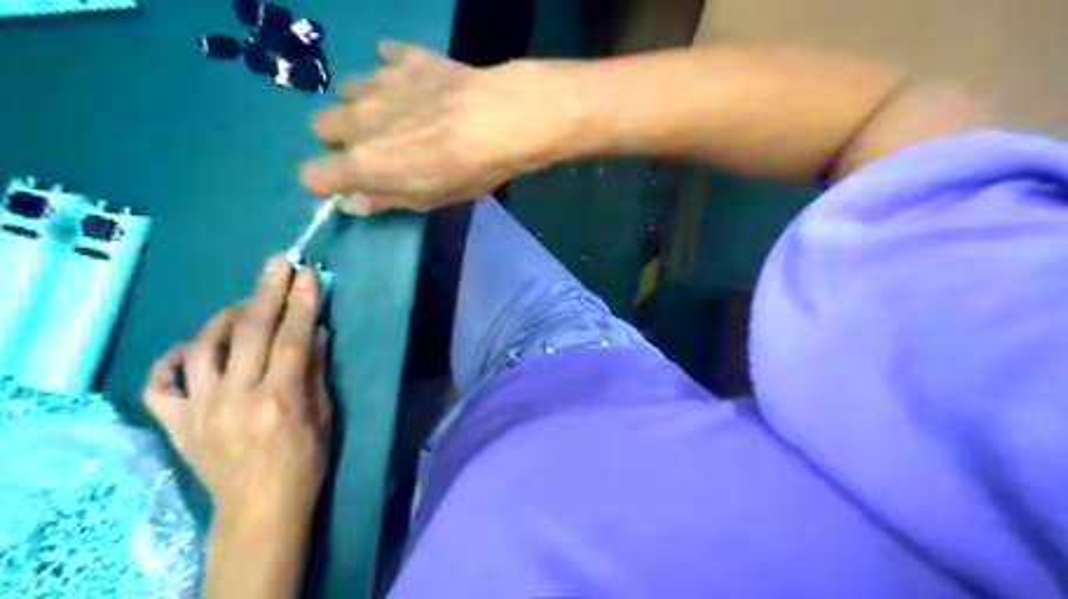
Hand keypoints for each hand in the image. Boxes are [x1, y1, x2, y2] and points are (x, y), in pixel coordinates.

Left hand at [145, 254, 330, 514]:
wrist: (258, 508)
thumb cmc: (304, 462)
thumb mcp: (324, 416)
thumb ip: (315, 371)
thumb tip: (315, 331)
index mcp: (278, 399)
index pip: (291, 337)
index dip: (301, 302)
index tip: (307, 273)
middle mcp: (235, 397)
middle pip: (249, 331)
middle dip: (266, 291)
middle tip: (277, 262)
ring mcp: (198, 409)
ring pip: (202, 346)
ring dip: (224, 317)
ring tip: (242, 305)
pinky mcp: (175, 422)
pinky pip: (160, 383)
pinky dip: (171, 359)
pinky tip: (190, 347)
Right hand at [300, 39, 579, 211]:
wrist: (501, 120)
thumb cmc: (467, 172)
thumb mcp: (427, 200)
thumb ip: (383, 200)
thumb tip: (351, 202)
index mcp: (361, 163)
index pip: (311, 175)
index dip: (327, 182)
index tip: (350, 183)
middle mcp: (357, 120)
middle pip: (320, 126)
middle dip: (341, 139)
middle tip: (377, 147)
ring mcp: (377, 84)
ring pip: (347, 92)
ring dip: (364, 106)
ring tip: (399, 113)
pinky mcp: (403, 58)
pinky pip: (383, 56)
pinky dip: (392, 69)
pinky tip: (414, 82)